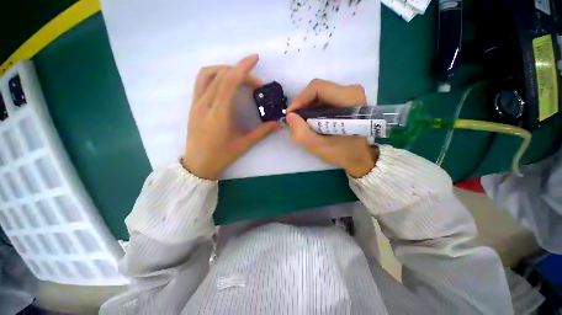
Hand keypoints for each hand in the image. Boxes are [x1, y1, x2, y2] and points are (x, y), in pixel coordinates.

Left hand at [182, 55, 279, 179]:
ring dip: (224, 69)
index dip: (243, 68)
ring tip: (239, 77)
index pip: (229, 82)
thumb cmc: (222, 156)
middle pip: (221, 75)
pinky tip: (225, 84)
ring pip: (207, 74)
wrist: (198, 164)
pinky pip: (201, 82)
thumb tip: (279, 124)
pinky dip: (214, 76)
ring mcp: (196, 103)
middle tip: (255, 82)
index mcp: (219, 114)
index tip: (255, 59)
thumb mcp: (244, 144)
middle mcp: (205, 104)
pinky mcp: (193, 105)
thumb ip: (263, 132)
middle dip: (240, 71)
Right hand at [287, 79, 377, 177]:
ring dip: (306, 108)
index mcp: (350, 99)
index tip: (291, 115)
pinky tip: (310, 122)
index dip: (300, 100)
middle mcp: (351, 91)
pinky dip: (312, 110)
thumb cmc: (343, 153)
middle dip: (302, 105)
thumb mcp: (319, 147)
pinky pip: (322, 99)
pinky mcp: (344, 100)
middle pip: (317, 90)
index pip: (317, 88)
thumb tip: (289, 116)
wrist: (359, 157)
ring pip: (318, 94)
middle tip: (295, 121)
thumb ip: (302, 133)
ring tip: (301, 123)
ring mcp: (349, 95)